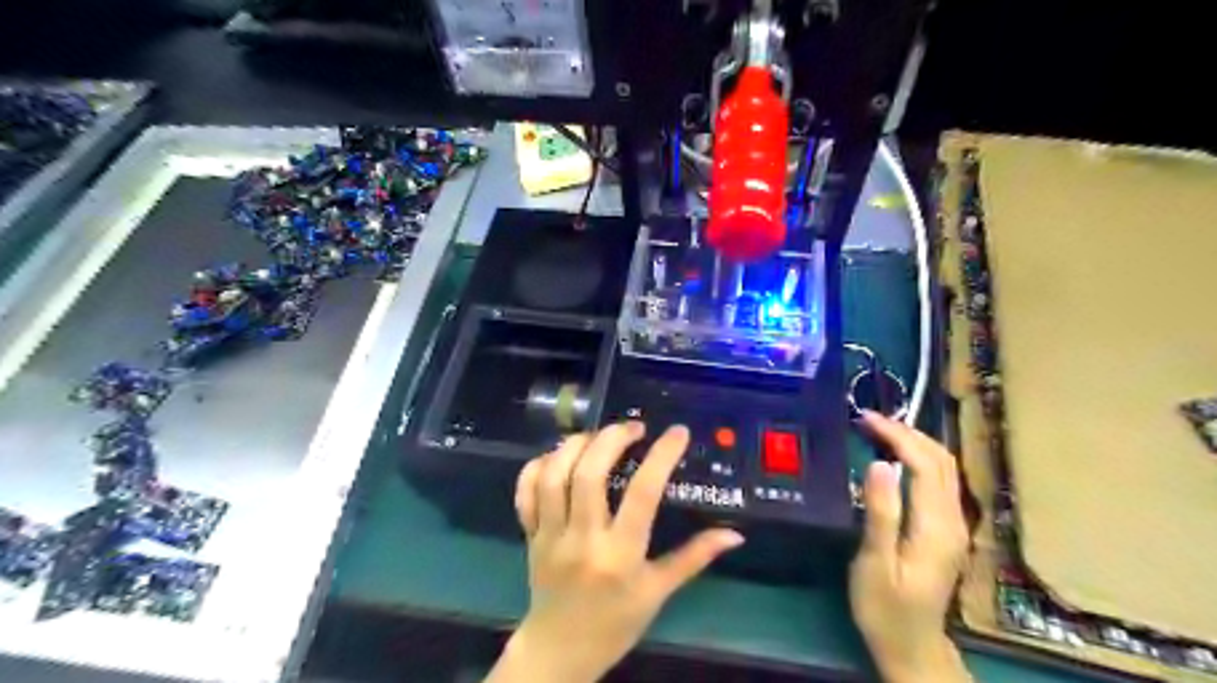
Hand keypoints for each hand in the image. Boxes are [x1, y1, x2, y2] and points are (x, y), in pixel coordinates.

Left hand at [489, 423, 746, 682]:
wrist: (560, 651)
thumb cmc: (616, 622)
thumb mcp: (659, 592)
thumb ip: (694, 558)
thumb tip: (734, 534)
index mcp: (620, 555)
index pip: (643, 494)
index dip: (661, 456)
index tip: (676, 432)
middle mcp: (583, 539)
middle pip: (588, 474)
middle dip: (611, 438)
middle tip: (632, 427)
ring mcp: (550, 535)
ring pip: (552, 476)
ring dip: (575, 445)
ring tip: (597, 436)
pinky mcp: (529, 534)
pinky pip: (525, 491)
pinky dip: (537, 465)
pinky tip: (559, 456)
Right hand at [848, 411, 976, 681]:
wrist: (911, 646)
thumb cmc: (884, 607)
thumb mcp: (875, 563)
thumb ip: (881, 514)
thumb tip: (879, 464)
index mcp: (936, 527)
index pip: (924, 465)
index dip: (897, 436)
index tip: (865, 419)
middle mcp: (953, 521)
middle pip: (941, 460)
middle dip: (907, 432)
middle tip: (869, 420)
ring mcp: (954, 525)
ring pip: (945, 468)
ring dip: (915, 442)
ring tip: (879, 430)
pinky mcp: (947, 530)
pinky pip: (939, 481)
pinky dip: (919, 458)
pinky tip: (895, 457)